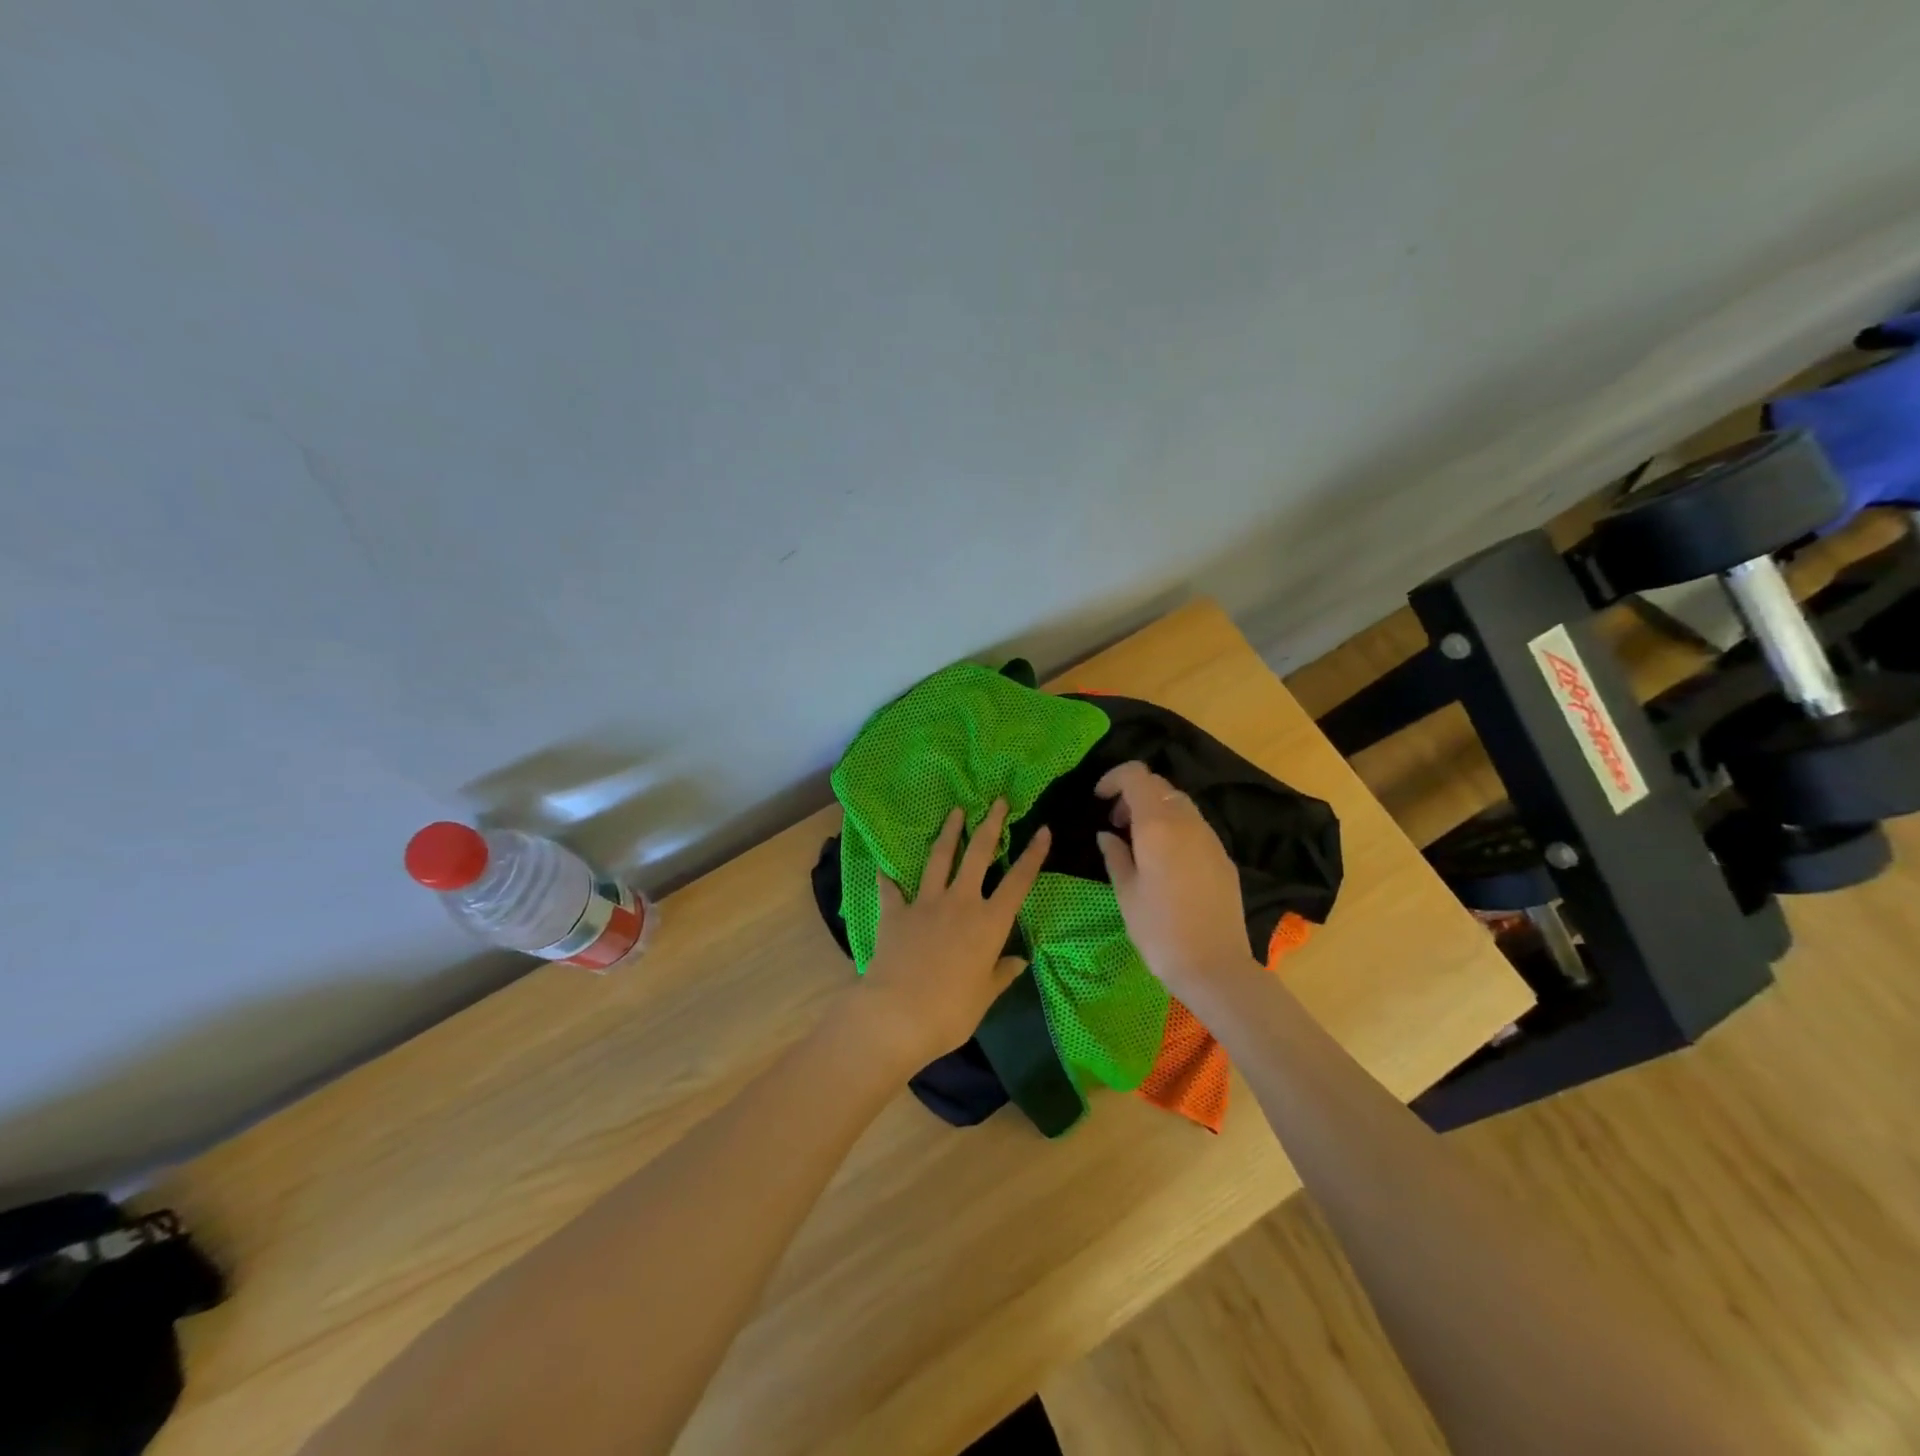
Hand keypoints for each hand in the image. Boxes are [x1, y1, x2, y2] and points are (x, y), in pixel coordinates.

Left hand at [846, 800, 1050, 1072]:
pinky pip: (891, 889)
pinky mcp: (895, 912)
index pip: (1018, 882)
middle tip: (997, 801)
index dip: (1033, 855)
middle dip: (990, 824)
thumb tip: (1019, 960)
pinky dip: (888, 877)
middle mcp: (960, 903)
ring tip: (955, 812)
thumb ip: (1001, 974)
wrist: (897, 1014)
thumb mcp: (984, 996)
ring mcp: (925, 903)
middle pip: (978, 855)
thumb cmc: (950, 1012)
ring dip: (948, 833)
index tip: (1042, 830)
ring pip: (939, 858)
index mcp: (989, 924)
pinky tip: (883, 866)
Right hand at [1095, 761, 1254, 997]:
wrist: (1214, 965)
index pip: (1137, 776)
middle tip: (1115, 824)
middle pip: (1159, 785)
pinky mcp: (1223, 857)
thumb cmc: (1159, 930)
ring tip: (1138, 842)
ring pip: (1179, 804)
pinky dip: (1174, 828)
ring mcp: (1210, 838)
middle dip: (1132, 795)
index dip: (1113, 778)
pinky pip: (1194, 827)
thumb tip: (1107, 835)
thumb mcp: (1126, 892)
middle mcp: (1187, 822)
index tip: (1098, 800)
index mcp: (1158, 824)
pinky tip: (1164, 861)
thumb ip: (1115, 855)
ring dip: (1154, 810)